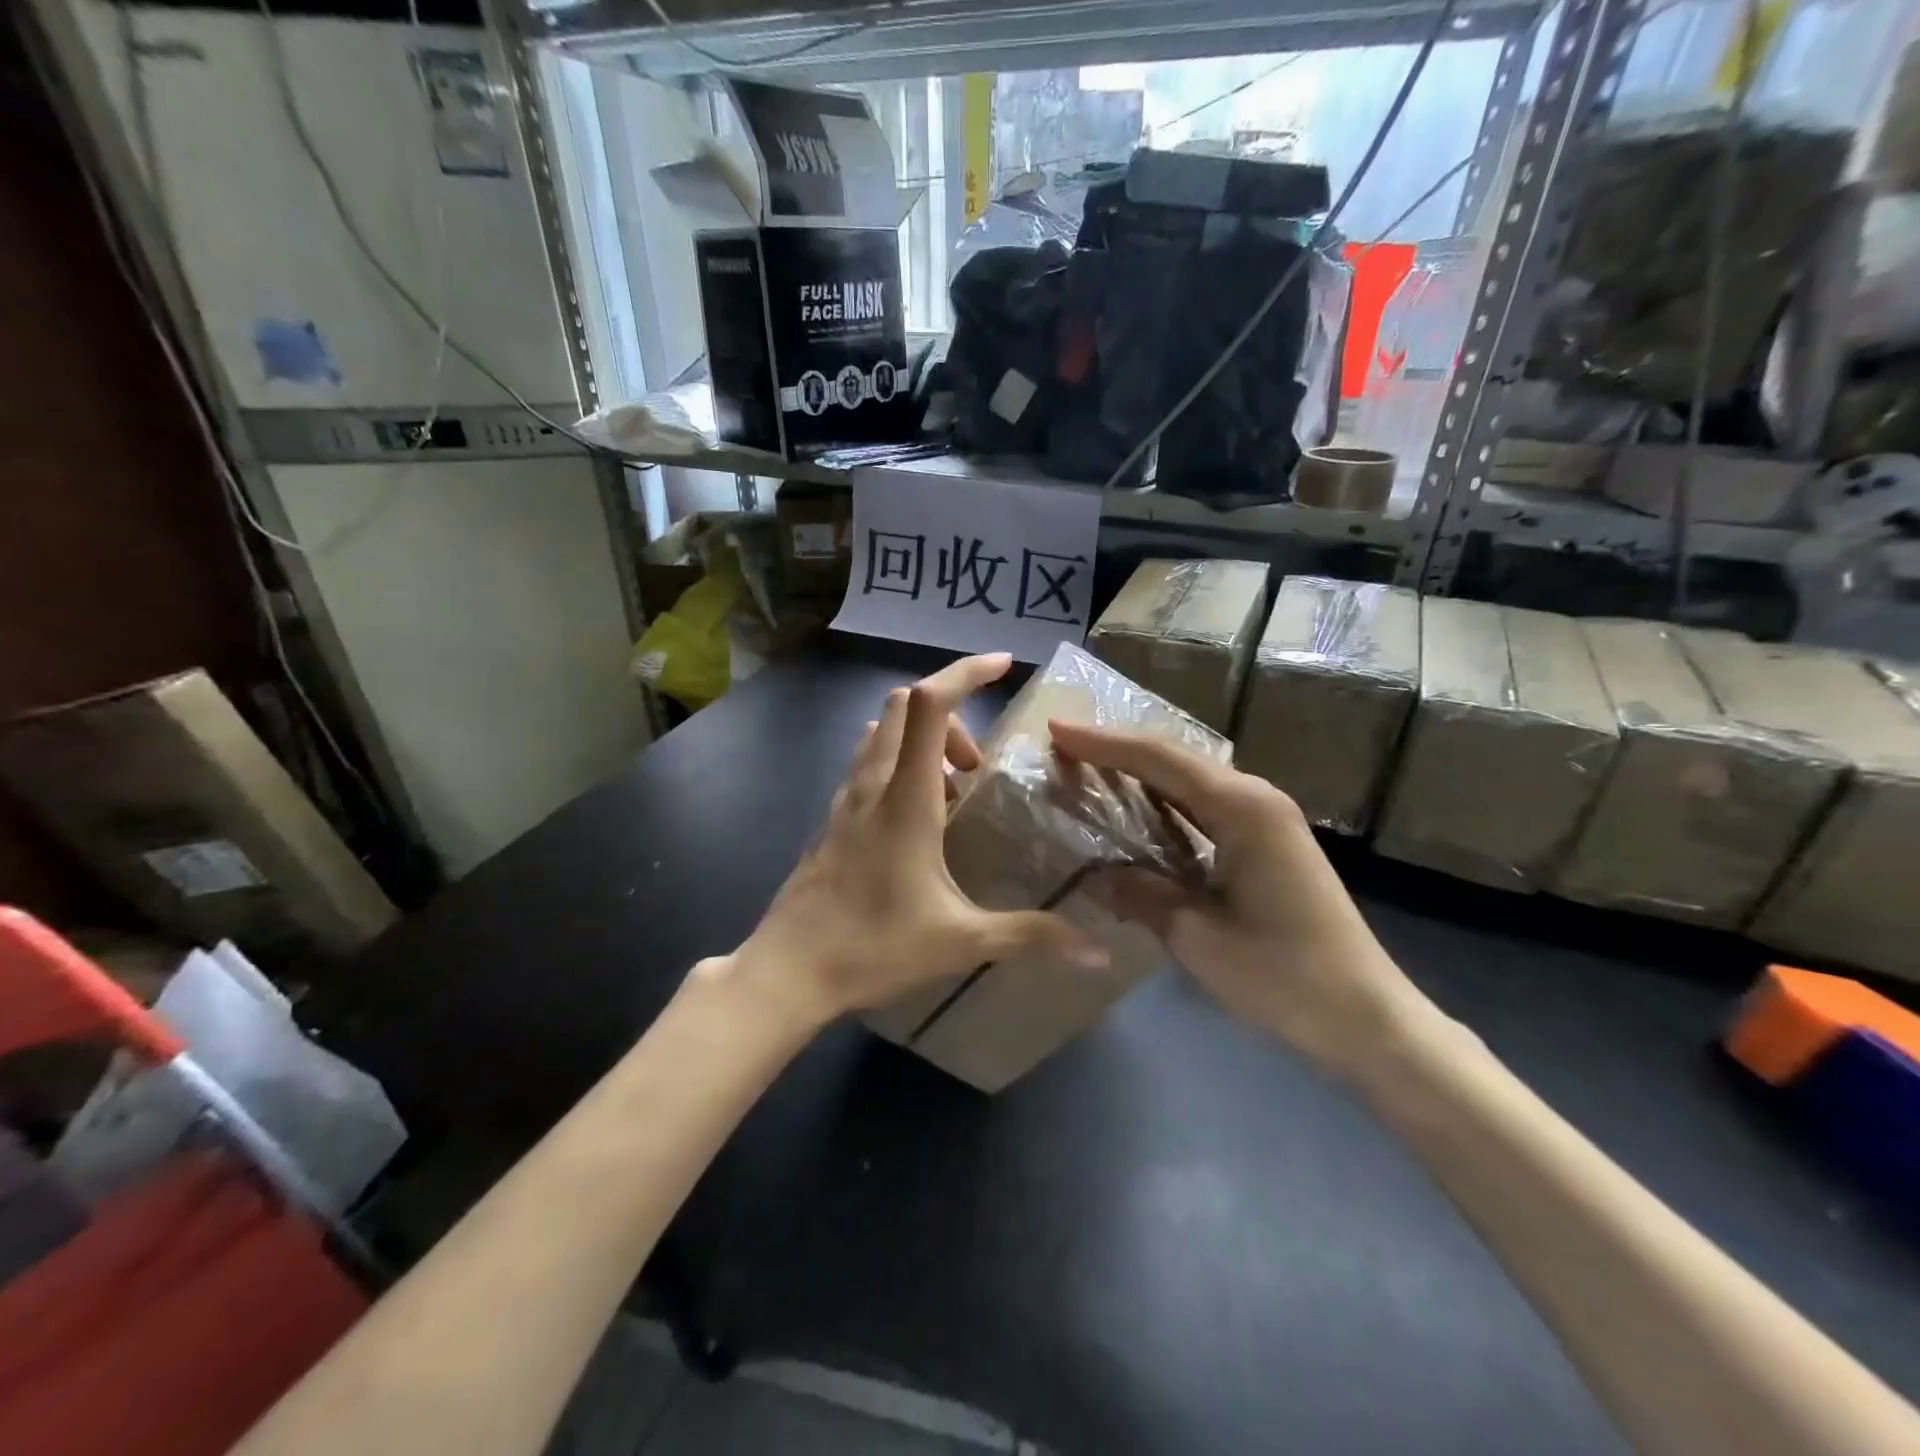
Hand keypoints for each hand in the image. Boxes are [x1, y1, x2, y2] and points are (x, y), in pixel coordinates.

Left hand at [730, 654, 1107, 1027]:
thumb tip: (1100, 951)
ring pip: (881, 733)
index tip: (1004, 665)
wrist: (788, 970)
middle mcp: (872, 784)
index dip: (966, 672)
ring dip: (922, 740)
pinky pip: (867, 765)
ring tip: (953, 791)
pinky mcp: (832, 820)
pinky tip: (918, 819)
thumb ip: (1030, 935)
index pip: (929, 705)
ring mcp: (845, 801)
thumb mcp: (961, 941)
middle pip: (902, 706)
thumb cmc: (873, 947)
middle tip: (978, 766)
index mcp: (905, 797)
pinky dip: (898, 765)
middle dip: (951, 715)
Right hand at [1050, 722, 1434, 1076]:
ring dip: (1138, 773)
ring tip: (1086, 768)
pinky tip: (1133, 809)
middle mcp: (1255, 799)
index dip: (1103, 744)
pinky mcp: (1265, 842)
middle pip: (1175, 759)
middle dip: (1117, 750)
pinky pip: (1202, 807)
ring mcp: (1264, 819)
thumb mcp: (1198, 937)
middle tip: (1064, 746)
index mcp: (1243, 809)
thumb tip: (1095, 873)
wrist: (1365, 1016)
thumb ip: (1141, 894)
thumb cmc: (1284, 976)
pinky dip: (1161, 802)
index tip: (1057, 730)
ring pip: (1188, 780)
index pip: (1160, 760)